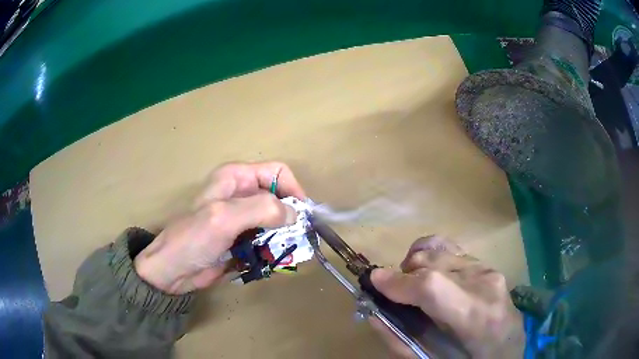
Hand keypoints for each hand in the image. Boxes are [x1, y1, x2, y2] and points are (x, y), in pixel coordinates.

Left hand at [134, 162, 305, 293]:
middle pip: (280, 198)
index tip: (301, 217)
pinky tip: (273, 261)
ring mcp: (243, 219)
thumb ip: (261, 209)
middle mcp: (242, 194)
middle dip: (291, 218)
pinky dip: (275, 249)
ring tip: (285, 253)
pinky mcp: (243, 239)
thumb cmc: (192, 239)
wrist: (173, 270)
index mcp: (236, 178)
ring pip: (277, 221)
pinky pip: (268, 239)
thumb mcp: (224, 218)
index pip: (278, 172)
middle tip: (297, 240)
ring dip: (285, 237)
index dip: (293, 190)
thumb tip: (295, 215)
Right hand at [370, 236, 524, 357]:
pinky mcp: (487, 264)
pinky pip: (451, 248)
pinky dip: (431, 256)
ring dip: (416, 265)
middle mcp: (485, 283)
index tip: (373, 281)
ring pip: (439, 250)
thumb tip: (374, 313)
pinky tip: (429, 273)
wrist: (507, 347)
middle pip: (432, 262)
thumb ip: (400, 340)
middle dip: (403, 275)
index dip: (399, 281)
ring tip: (412, 285)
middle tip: (393, 294)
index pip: (433, 286)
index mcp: (475, 316)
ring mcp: (488, 268)